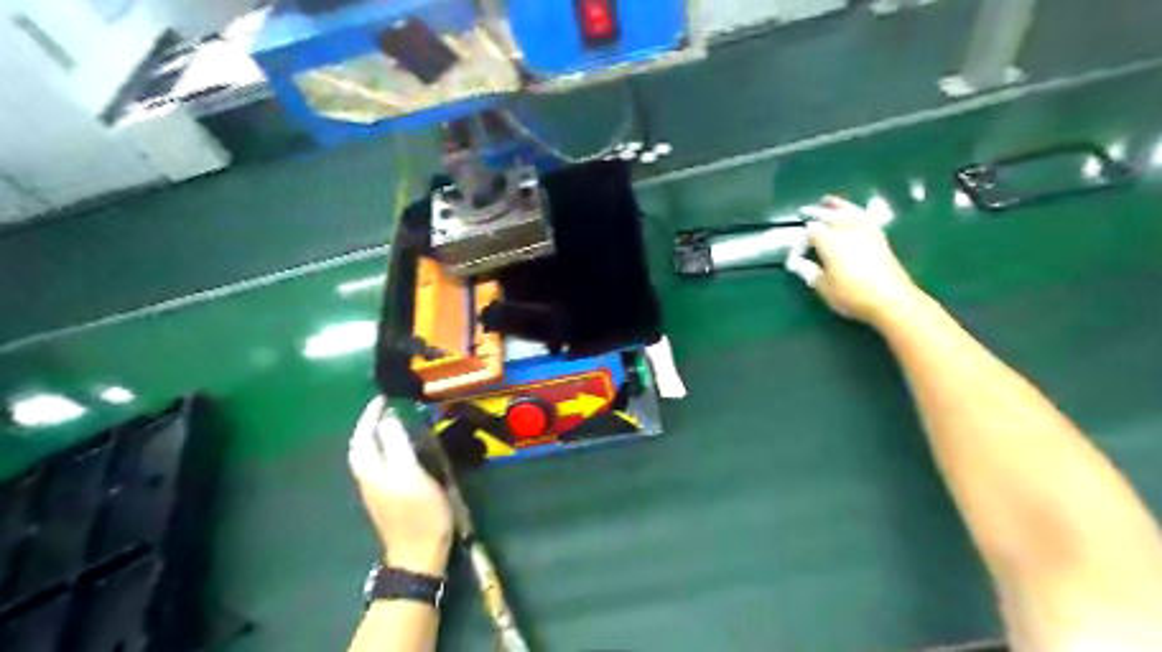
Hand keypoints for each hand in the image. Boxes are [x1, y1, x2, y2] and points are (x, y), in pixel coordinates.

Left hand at [347, 396, 454, 576]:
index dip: (370, 416)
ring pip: (370, 456)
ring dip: (378, 437)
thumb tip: (386, 419)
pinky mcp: (388, 498)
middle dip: (370, 425)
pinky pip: (381, 464)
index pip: (363, 436)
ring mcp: (377, 490)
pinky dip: (387, 450)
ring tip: (395, 423)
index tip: (383, 398)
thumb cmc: (419, 512)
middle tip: (388, 409)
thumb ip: (397, 444)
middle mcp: (368, 477)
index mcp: (371, 469)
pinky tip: (403, 449)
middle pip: (362, 446)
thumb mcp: (410, 473)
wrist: (419, 553)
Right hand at [791, 193, 926, 325]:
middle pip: (827, 215)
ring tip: (828, 201)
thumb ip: (808, 271)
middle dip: (814, 213)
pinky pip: (866, 216)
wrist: (891, 299)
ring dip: (836, 205)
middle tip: (803, 211)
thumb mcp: (823, 286)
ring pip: (848, 211)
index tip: (795, 257)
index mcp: (828, 240)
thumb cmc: (851, 294)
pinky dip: (857, 211)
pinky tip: (856, 211)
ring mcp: (865, 230)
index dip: (800, 242)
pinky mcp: (879, 236)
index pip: (809, 233)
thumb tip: (795, 262)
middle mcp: (846, 229)